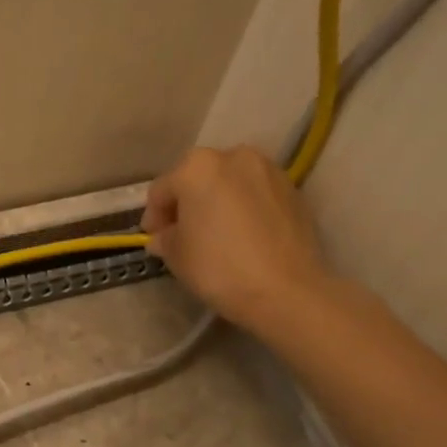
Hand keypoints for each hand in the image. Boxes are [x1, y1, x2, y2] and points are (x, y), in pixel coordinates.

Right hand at [141, 146, 333, 338]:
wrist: (285, 290)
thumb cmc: (218, 268)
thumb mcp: (176, 256)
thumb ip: (165, 238)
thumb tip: (164, 236)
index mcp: (196, 168)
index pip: (162, 189)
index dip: (154, 216)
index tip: (154, 238)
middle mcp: (233, 157)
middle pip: (198, 178)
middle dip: (187, 203)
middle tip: (183, 233)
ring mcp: (268, 170)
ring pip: (230, 183)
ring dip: (217, 202)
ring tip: (215, 233)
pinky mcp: (293, 189)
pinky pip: (256, 194)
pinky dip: (244, 207)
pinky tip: (243, 235)